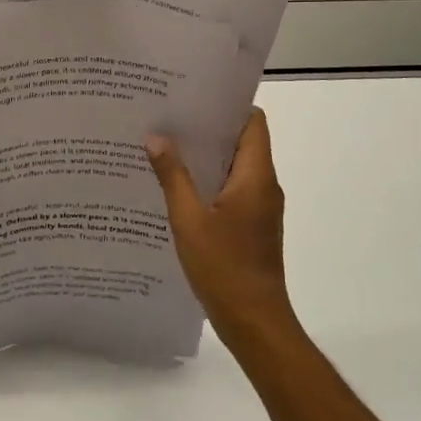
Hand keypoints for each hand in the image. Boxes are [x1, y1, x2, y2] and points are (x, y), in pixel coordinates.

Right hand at [146, 110, 295, 344]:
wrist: (254, 323)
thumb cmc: (224, 268)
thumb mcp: (189, 220)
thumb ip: (173, 176)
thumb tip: (157, 137)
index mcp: (256, 177)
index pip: (253, 123)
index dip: (228, 106)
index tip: (194, 98)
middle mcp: (264, 186)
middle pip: (242, 142)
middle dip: (208, 129)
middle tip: (169, 118)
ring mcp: (260, 208)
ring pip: (235, 167)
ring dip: (206, 157)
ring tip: (167, 146)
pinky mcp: (252, 226)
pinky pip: (232, 190)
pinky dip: (209, 181)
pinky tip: (177, 186)